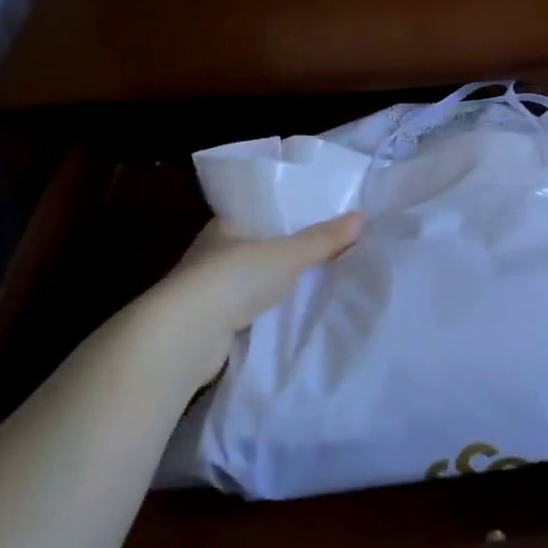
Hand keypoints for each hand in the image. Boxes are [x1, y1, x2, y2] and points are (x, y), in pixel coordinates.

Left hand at [157, 213, 364, 385]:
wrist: (184, 336)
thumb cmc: (233, 279)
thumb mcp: (287, 254)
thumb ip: (323, 239)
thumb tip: (362, 217)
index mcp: (226, 224)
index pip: (262, 210)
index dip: (290, 212)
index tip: (321, 216)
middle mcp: (214, 252)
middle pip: (260, 244)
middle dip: (289, 249)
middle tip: (330, 248)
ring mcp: (210, 289)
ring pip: (254, 278)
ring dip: (278, 281)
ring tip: (319, 279)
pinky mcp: (212, 321)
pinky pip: (251, 307)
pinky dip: (270, 308)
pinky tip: (294, 310)